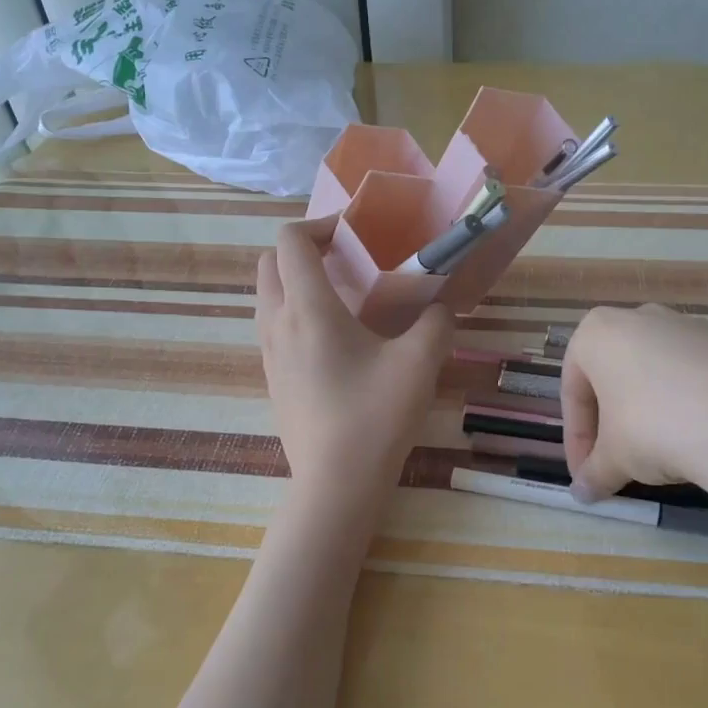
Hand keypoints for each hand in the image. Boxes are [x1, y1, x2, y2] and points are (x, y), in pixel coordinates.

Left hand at [257, 216, 454, 493]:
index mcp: (308, 308)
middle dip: (302, 250)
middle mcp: (277, 323)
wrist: (336, 482)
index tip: (355, 236)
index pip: (291, 240)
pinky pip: (272, 328)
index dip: (320, 225)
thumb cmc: (375, 416)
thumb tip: (441, 308)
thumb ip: (436, 322)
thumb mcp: (420, 363)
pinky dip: (293, 314)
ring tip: (341, 299)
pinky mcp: (272, 379)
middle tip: (345, 261)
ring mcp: (269, 354)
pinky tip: (334, 342)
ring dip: (295, 282)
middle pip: (269, 263)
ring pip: (266, 296)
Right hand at [560, 304, 707, 507]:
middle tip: (621, 463)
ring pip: (663, 372)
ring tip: (669, 454)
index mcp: (599, 334)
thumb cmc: (656, 428)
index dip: (577, 439)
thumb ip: (595, 473)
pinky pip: (707, 376)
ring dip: (656, 410)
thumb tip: (583, 493)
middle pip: (617, 375)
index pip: (574, 392)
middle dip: (615, 420)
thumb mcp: (616, 460)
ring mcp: (696, 325)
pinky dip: (701, 403)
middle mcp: (643, 318)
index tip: (587, 473)